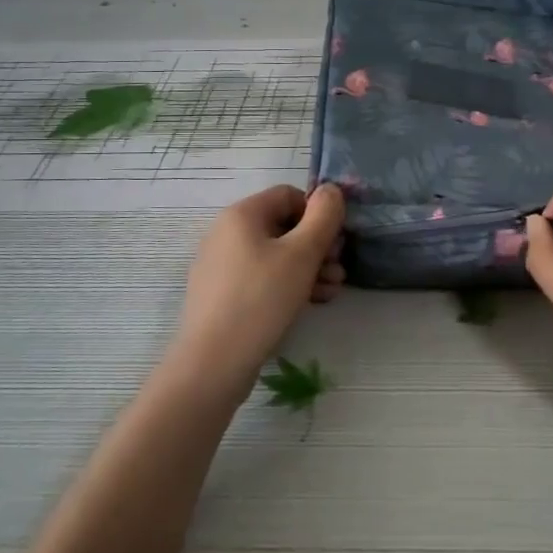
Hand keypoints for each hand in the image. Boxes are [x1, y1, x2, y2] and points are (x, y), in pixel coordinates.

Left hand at [170, 183, 344, 392]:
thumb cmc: (262, 298)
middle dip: (318, 246)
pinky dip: (288, 284)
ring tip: (331, 291)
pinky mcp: (223, 295)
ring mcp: (222, 265)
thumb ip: (324, 217)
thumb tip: (331, 190)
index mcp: (242, 215)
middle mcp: (227, 233)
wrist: (214, 362)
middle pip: (284, 227)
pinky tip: (311, 303)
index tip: (336, 240)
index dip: (318, 213)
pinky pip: (262, 278)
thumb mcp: (302, 254)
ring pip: (276, 256)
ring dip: (309, 268)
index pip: (289, 195)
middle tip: (339, 269)